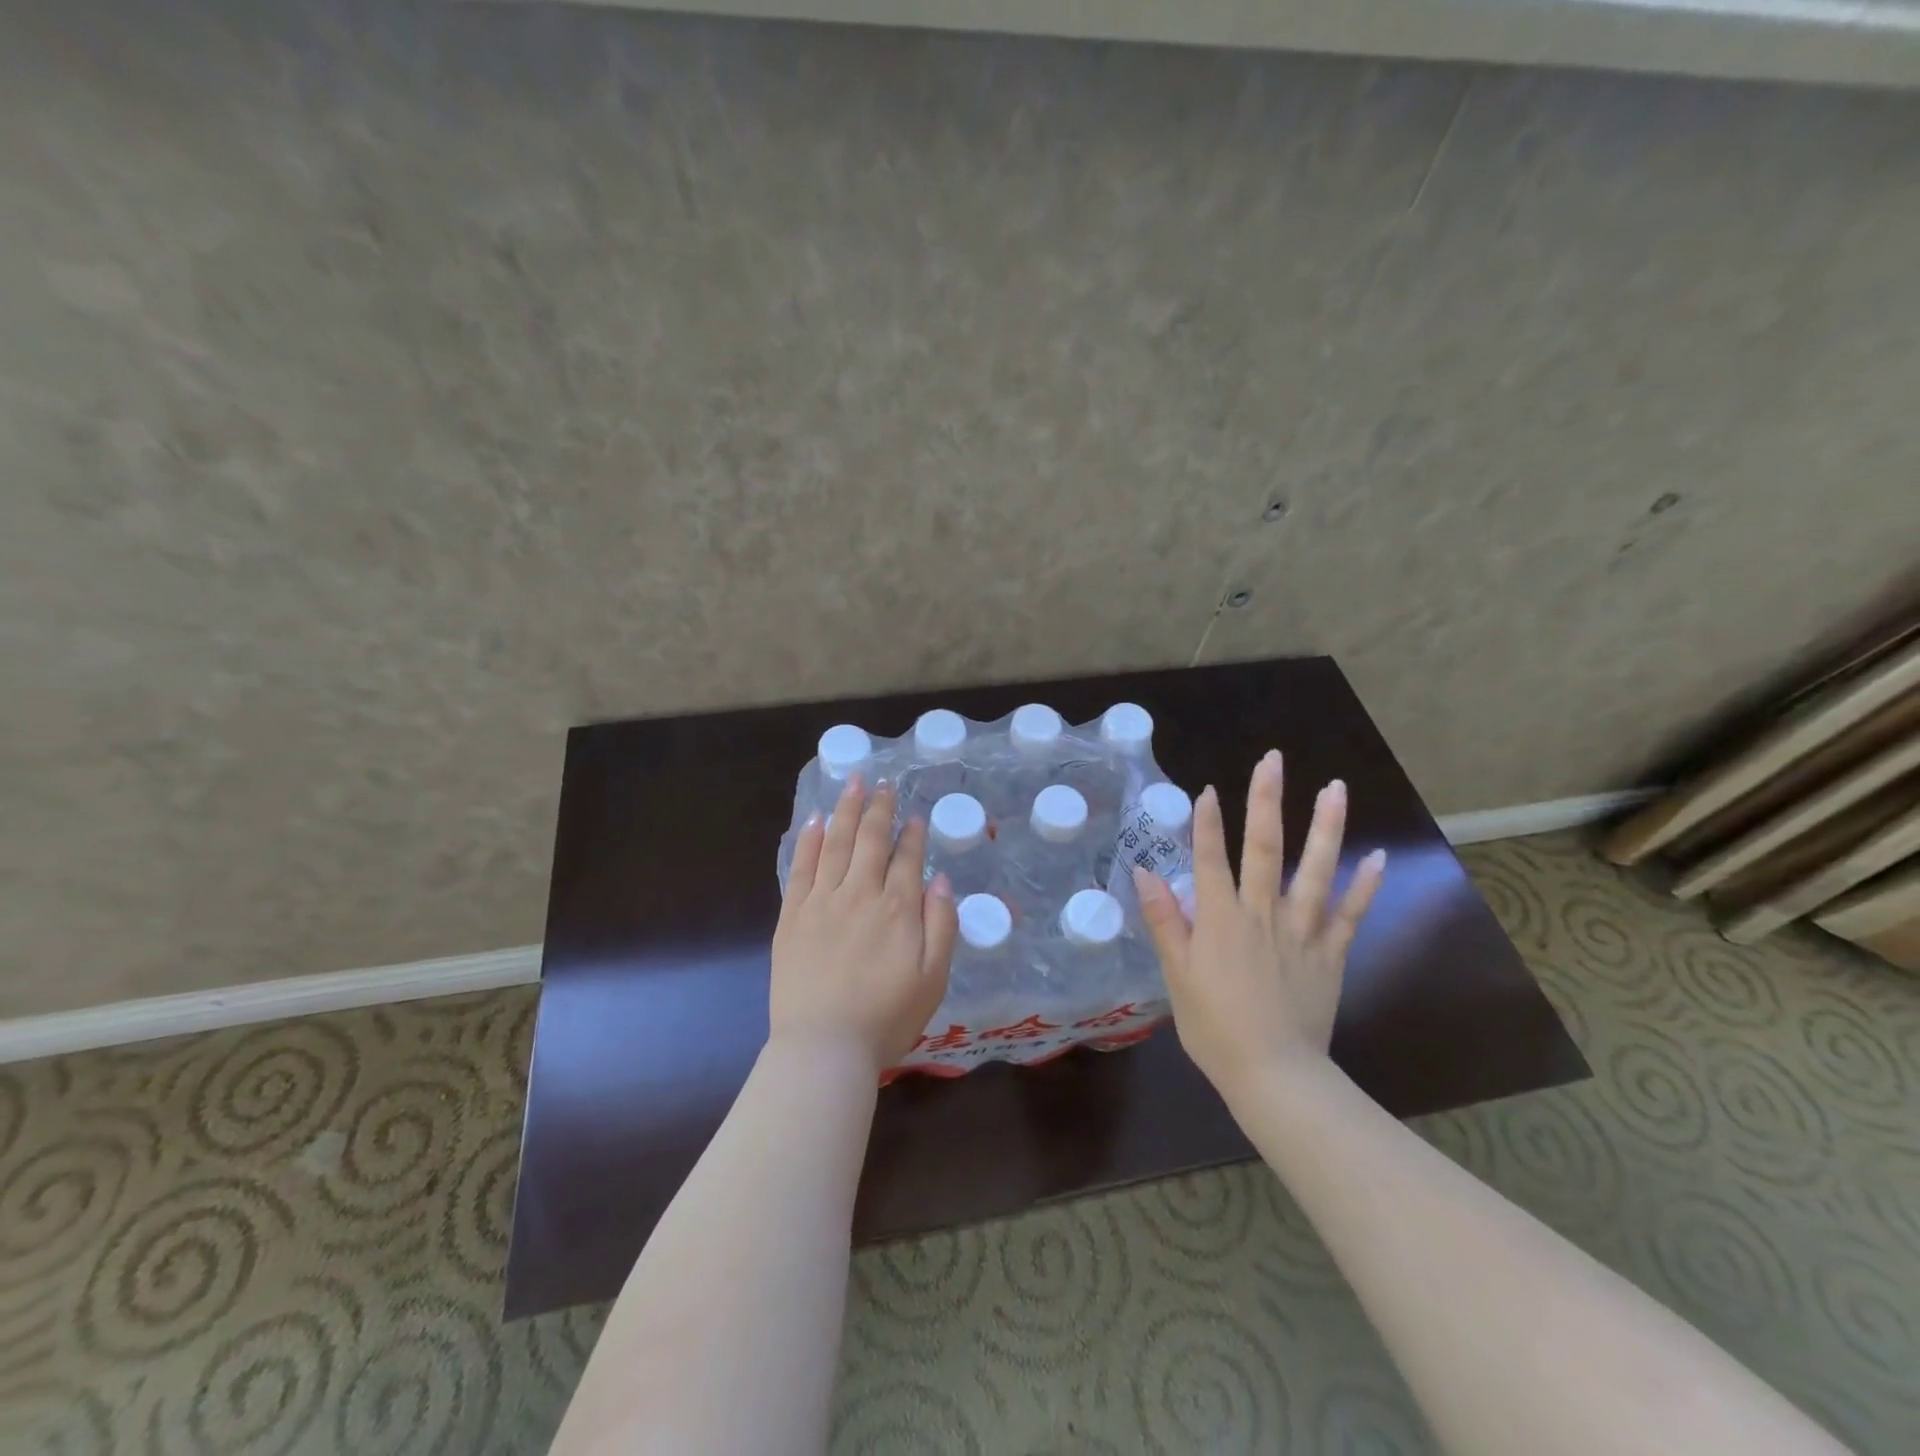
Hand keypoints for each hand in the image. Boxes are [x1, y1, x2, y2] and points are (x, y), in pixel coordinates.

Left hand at [771, 775, 958, 1075]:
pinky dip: (808, 841)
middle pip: (870, 840)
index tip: (914, 816)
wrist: (824, 1047)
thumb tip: (941, 881)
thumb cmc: (886, 1019)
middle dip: (878, 808)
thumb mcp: (934, 979)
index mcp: (897, 909)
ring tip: (851, 783)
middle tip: (881, 782)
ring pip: (835, 843)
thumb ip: (941, 926)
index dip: (912, 834)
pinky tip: (813, 821)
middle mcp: (860, 894)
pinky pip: (801, 868)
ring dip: (845, 810)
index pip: (907, 859)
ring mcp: (822, 902)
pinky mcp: (793, 916)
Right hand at [1134, 750, 1384, 1103]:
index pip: (1210, 859)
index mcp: (1220, 919)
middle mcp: (1262, 913)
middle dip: (1266, 800)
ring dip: (1325, 826)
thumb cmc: (1215, 1027)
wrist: (1274, 1074)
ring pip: (1315, 869)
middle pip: (1265, 847)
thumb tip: (1146, 872)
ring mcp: (1302, 931)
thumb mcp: (1176, 976)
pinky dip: (1365, 885)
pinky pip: (1351, 914)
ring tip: (1335, 788)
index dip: (1207, 822)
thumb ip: (1164, 921)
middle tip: (1273, 760)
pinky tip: (1378, 857)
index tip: (1208, 789)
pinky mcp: (1331, 953)